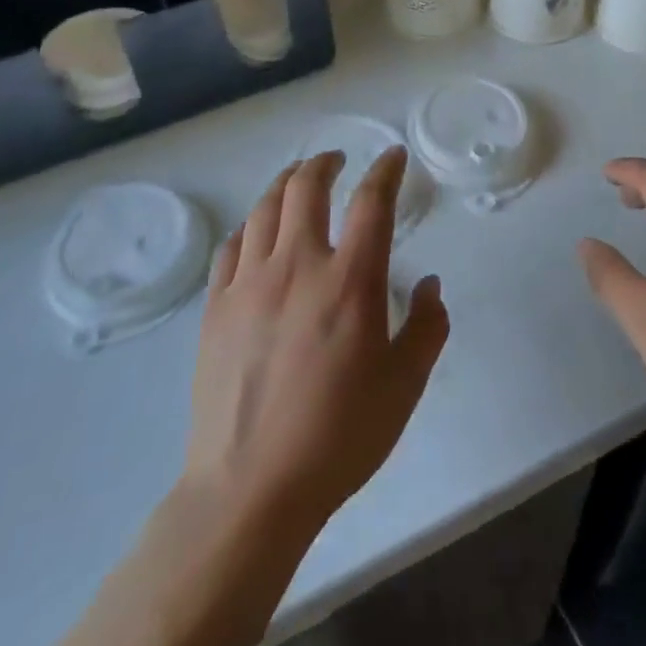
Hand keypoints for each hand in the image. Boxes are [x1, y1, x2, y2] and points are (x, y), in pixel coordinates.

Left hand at [181, 148, 448, 535]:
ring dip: (286, 183)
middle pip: (306, 187)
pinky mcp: (216, 308)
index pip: (372, 202)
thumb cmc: (338, 437)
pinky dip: (250, 226)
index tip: (393, 156)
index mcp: (350, 281)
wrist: (249, 490)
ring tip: (297, 180)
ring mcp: (249, 284)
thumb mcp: (405, 386)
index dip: (385, 170)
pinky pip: (231, 247)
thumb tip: (430, 285)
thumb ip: (428, 327)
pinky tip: (256, 232)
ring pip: (265, 208)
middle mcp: (298, 266)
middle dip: (325, 163)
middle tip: (337, 159)